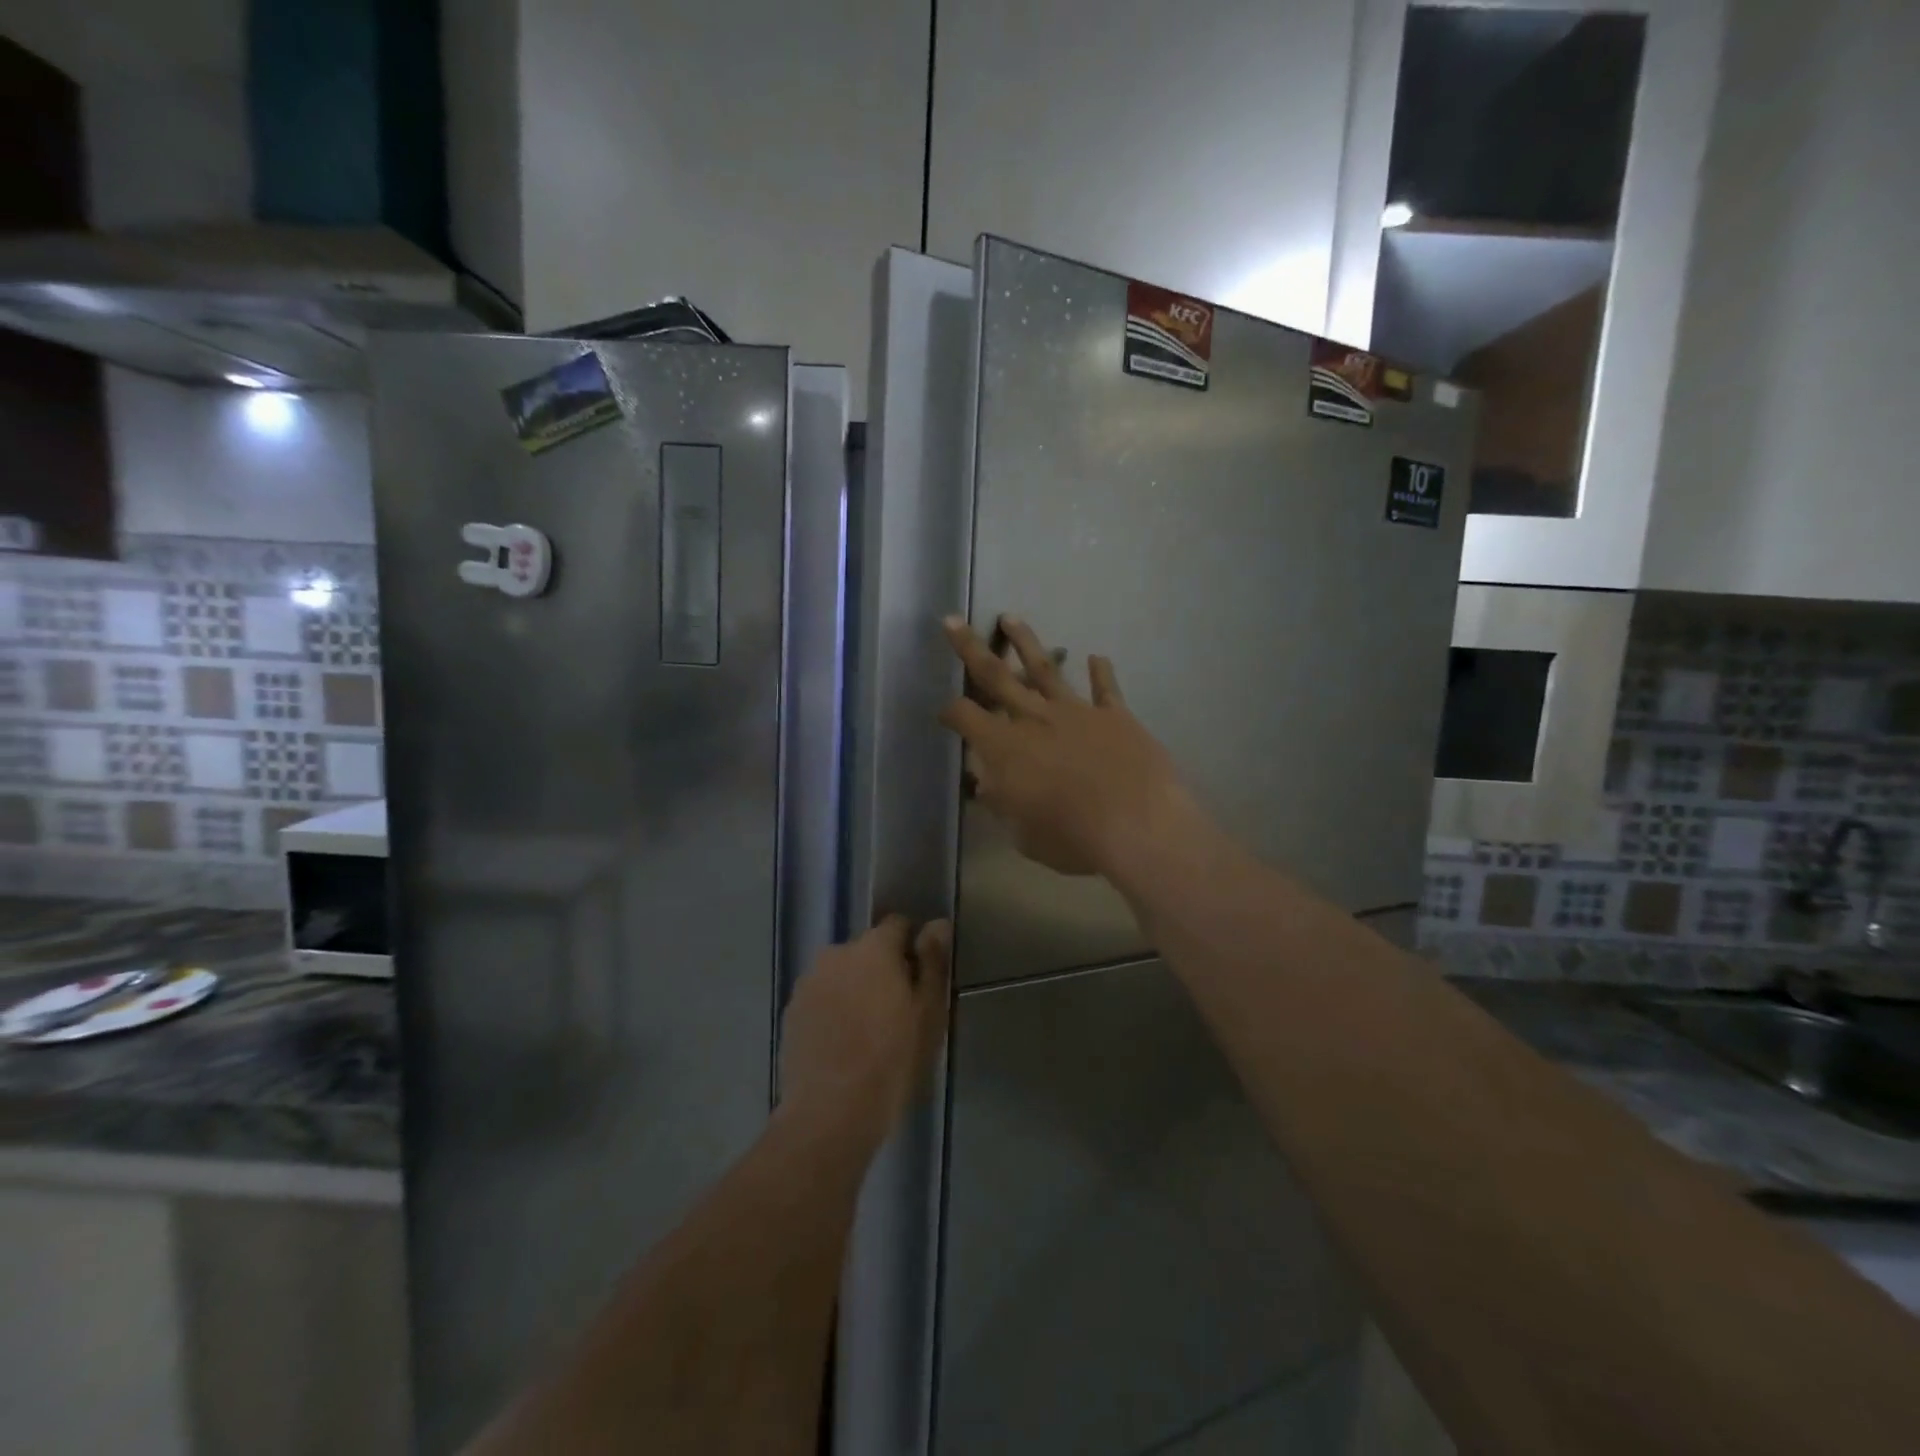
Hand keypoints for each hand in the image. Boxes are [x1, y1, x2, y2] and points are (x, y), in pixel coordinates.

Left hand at [778, 917, 950, 1144]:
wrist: (830, 1112)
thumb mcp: (928, 1012)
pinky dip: (833, 1010)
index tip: (919, 979)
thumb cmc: (892, 1059)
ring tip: (867, 1032)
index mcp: (873, 948)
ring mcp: (808, 982)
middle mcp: (836, 953)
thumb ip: (933, 962)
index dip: (912, 947)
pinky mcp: (791, 1011)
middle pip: (867, 950)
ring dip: (854, 989)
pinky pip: (821, 998)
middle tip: (896, 1011)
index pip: (897, 925)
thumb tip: (937, 924)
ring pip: (841, 974)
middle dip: (881, 970)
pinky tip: (842, 1045)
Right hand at [939, 615, 1193, 878]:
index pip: (966, 717)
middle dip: (970, 648)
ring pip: (1044, 669)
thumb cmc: (1072, 837)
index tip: (945, 712)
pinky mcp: (1114, 716)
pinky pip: (1105, 689)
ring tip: (1011, 618)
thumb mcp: (1023, 833)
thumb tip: (989, 785)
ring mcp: (1076, 712)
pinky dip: (1101, 673)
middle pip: (996, 676)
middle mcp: (1035, 719)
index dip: (951, 712)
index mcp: (1005, 747)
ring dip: (1026, 643)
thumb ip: (1004, 804)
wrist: (1136, 825)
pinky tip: (1097, 657)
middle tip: (953, 621)